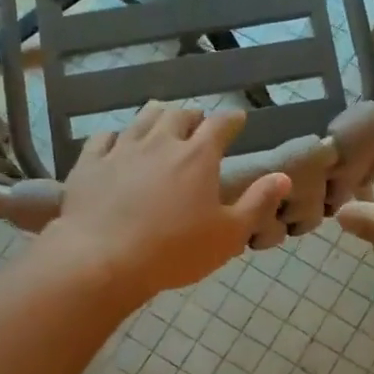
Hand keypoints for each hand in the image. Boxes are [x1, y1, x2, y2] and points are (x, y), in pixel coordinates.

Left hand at [44, 102, 290, 301]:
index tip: (238, 119)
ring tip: (162, 122)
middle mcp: (161, 141)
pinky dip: (118, 135)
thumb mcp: (228, 234)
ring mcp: (122, 148)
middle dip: (193, 116)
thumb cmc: (174, 251)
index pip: (221, 124)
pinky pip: (105, 137)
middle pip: (179, 115)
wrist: (103, 259)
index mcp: (198, 156)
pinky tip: (118, 142)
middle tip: (198, 124)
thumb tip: (282, 176)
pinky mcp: (90, 162)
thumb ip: (257, 202)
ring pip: (143, 118)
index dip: (232, 119)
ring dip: (158, 116)